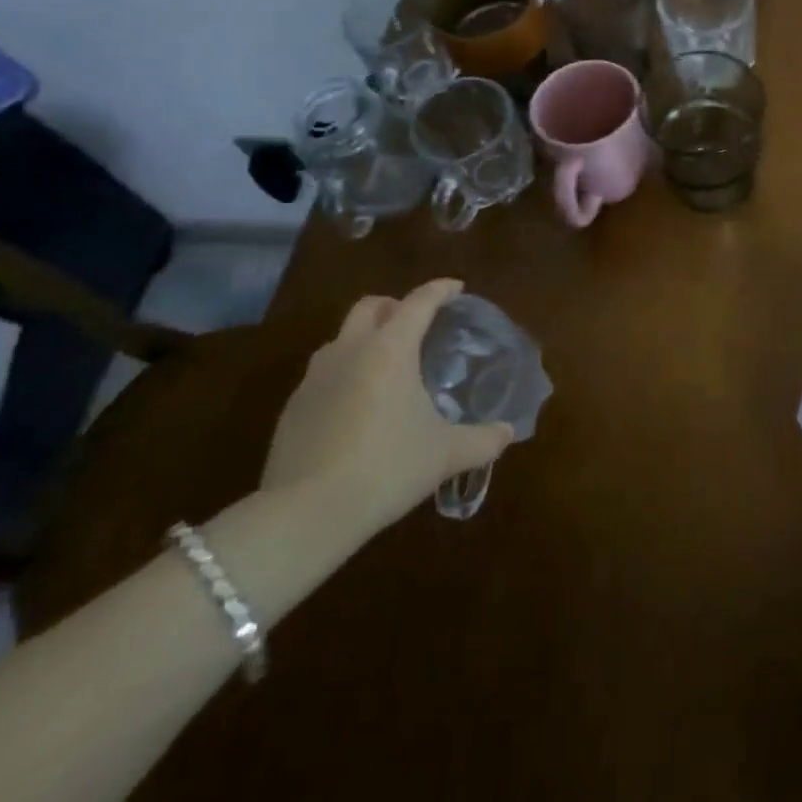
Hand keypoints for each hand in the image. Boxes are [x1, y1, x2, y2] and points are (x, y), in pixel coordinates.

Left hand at [261, 278, 512, 536]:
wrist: (306, 513)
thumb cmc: (387, 467)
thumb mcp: (445, 455)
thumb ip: (483, 440)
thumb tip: (508, 432)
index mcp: (390, 348)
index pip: (419, 302)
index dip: (440, 290)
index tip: (457, 288)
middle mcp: (350, 350)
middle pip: (370, 306)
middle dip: (394, 305)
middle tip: (416, 323)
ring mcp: (315, 378)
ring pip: (341, 338)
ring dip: (364, 339)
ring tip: (385, 366)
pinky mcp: (293, 408)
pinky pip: (322, 375)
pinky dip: (343, 375)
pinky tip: (356, 408)